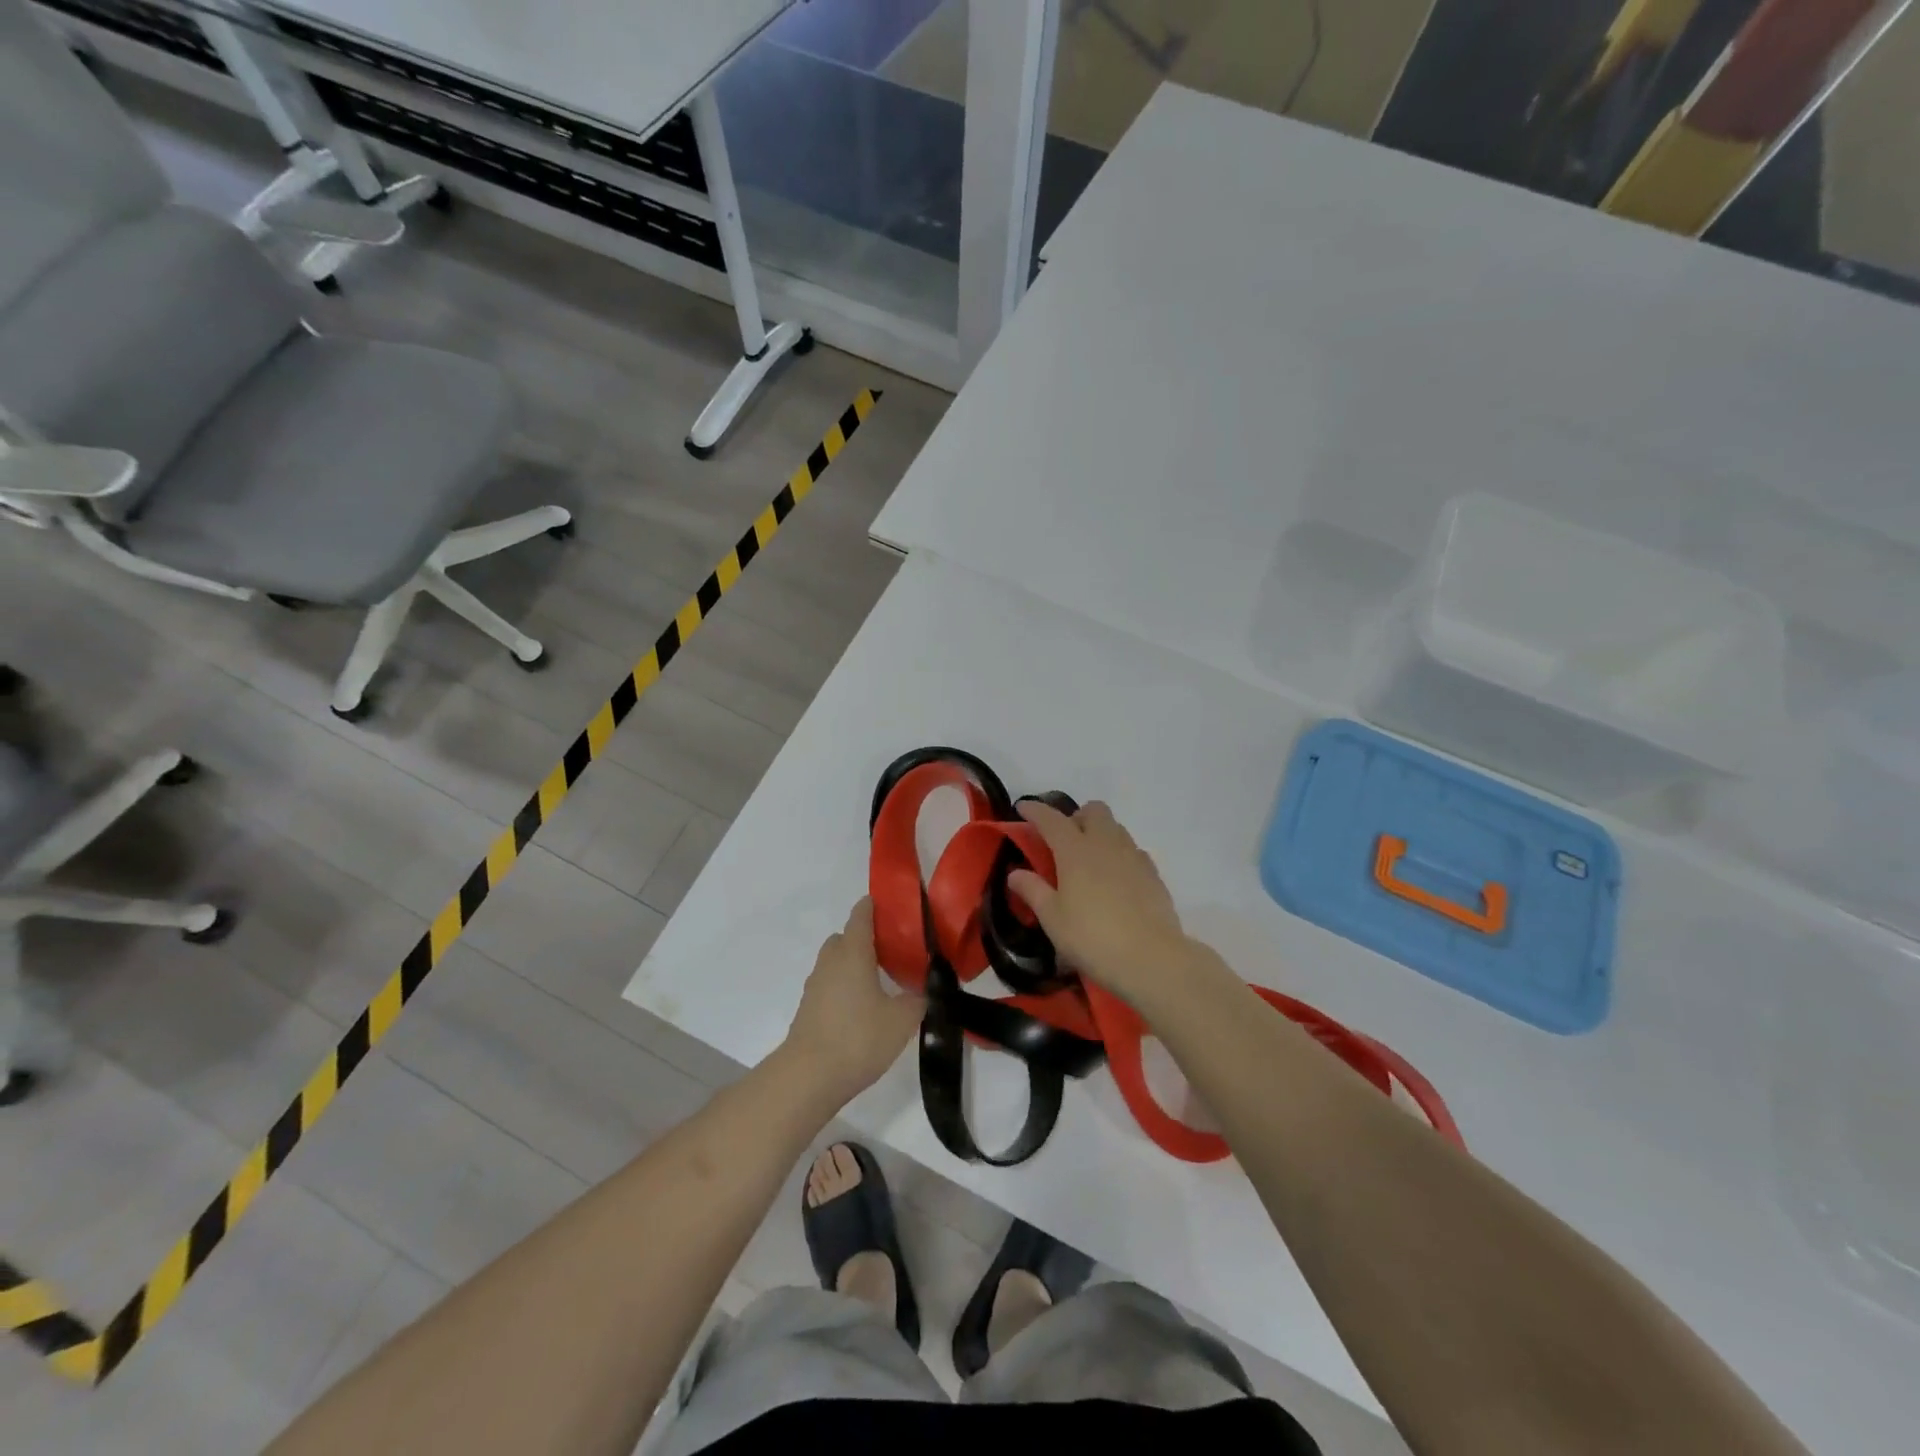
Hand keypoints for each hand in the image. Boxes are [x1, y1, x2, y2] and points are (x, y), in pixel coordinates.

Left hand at [782, 898, 924, 1103]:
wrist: (808, 1077)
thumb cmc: (858, 1038)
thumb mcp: (902, 1020)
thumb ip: (917, 999)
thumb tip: (925, 990)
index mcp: (853, 953)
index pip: (861, 916)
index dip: (874, 907)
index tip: (890, 905)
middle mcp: (831, 962)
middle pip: (845, 937)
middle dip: (865, 938)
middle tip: (892, 951)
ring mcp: (815, 986)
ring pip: (835, 962)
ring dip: (853, 964)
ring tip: (880, 982)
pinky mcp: (808, 1009)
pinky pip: (830, 985)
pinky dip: (844, 986)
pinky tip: (863, 1008)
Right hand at [1007, 800, 1190, 1008]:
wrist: (1152, 958)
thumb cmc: (1093, 938)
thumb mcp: (1053, 919)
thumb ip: (1032, 890)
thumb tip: (1015, 873)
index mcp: (1075, 850)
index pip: (1051, 819)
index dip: (1035, 810)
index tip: (1022, 807)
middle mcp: (1105, 844)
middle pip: (1093, 811)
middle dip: (1076, 817)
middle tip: (1063, 841)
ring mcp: (1133, 856)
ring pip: (1115, 827)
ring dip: (1099, 833)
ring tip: (1088, 861)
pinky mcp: (1153, 874)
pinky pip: (1133, 850)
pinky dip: (1119, 854)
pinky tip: (1114, 878)